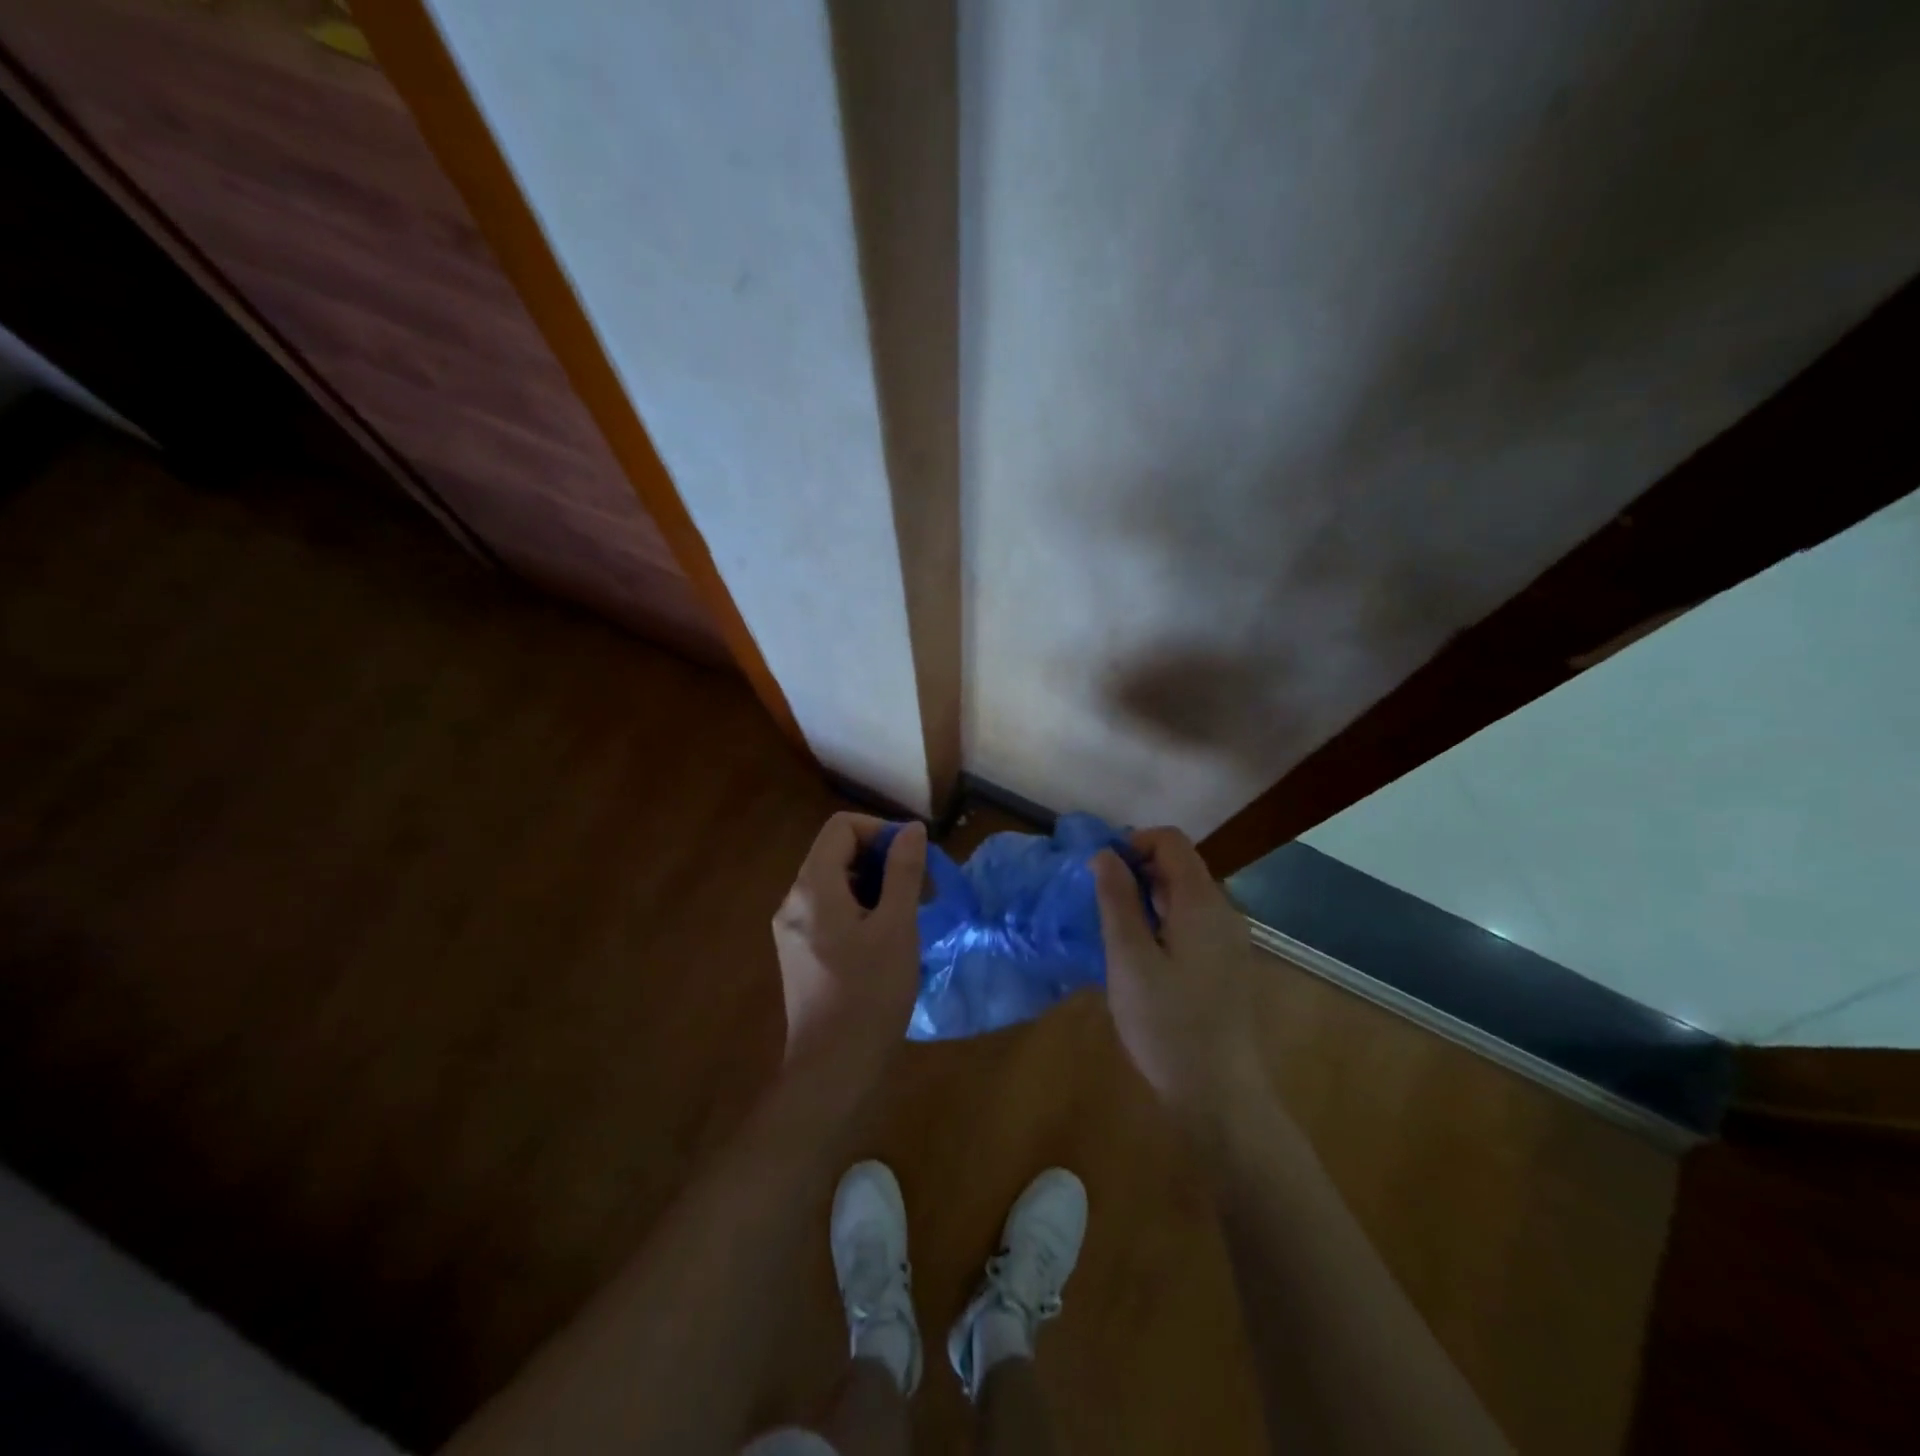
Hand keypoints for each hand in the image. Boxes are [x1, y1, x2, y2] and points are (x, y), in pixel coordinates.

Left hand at [772, 813, 925, 1089]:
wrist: (831, 1069)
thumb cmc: (869, 994)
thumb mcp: (897, 927)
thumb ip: (903, 872)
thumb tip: (910, 829)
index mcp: (813, 887)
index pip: (841, 827)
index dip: (880, 831)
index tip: (912, 858)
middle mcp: (793, 900)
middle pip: (836, 853)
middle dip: (880, 860)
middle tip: (916, 889)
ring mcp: (791, 929)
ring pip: (834, 883)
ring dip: (872, 886)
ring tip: (906, 916)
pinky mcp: (798, 953)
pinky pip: (828, 911)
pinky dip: (858, 910)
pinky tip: (884, 940)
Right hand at [1093, 827, 1263, 1119]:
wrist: (1219, 1095)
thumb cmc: (1167, 1024)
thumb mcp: (1129, 959)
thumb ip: (1117, 901)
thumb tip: (1104, 854)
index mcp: (1202, 903)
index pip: (1171, 841)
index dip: (1133, 843)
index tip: (1100, 872)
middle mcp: (1224, 912)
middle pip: (1180, 866)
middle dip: (1137, 871)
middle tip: (1100, 904)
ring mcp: (1229, 940)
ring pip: (1185, 895)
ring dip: (1148, 898)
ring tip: (1115, 931)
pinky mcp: (1226, 964)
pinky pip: (1193, 922)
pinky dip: (1163, 921)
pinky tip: (1141, 956)